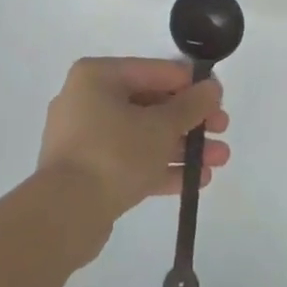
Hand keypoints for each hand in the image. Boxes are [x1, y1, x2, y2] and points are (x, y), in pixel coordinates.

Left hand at [37, 58, 231, 222]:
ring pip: (142, 135)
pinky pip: (130, 161)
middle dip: (189, 121)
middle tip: (222, 130)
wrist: (64, 215)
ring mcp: (85, 138)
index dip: (190, 84)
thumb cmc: (114, 154)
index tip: (218, 98)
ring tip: (219, 160)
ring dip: (181, 147)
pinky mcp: (87, 173)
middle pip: (150, 104)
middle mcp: (87, 100)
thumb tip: (212, 88)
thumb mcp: (161, 126)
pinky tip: (195, 180)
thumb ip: (190, 106)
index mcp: (98, 76)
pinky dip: (160, 167)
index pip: (154, 71)